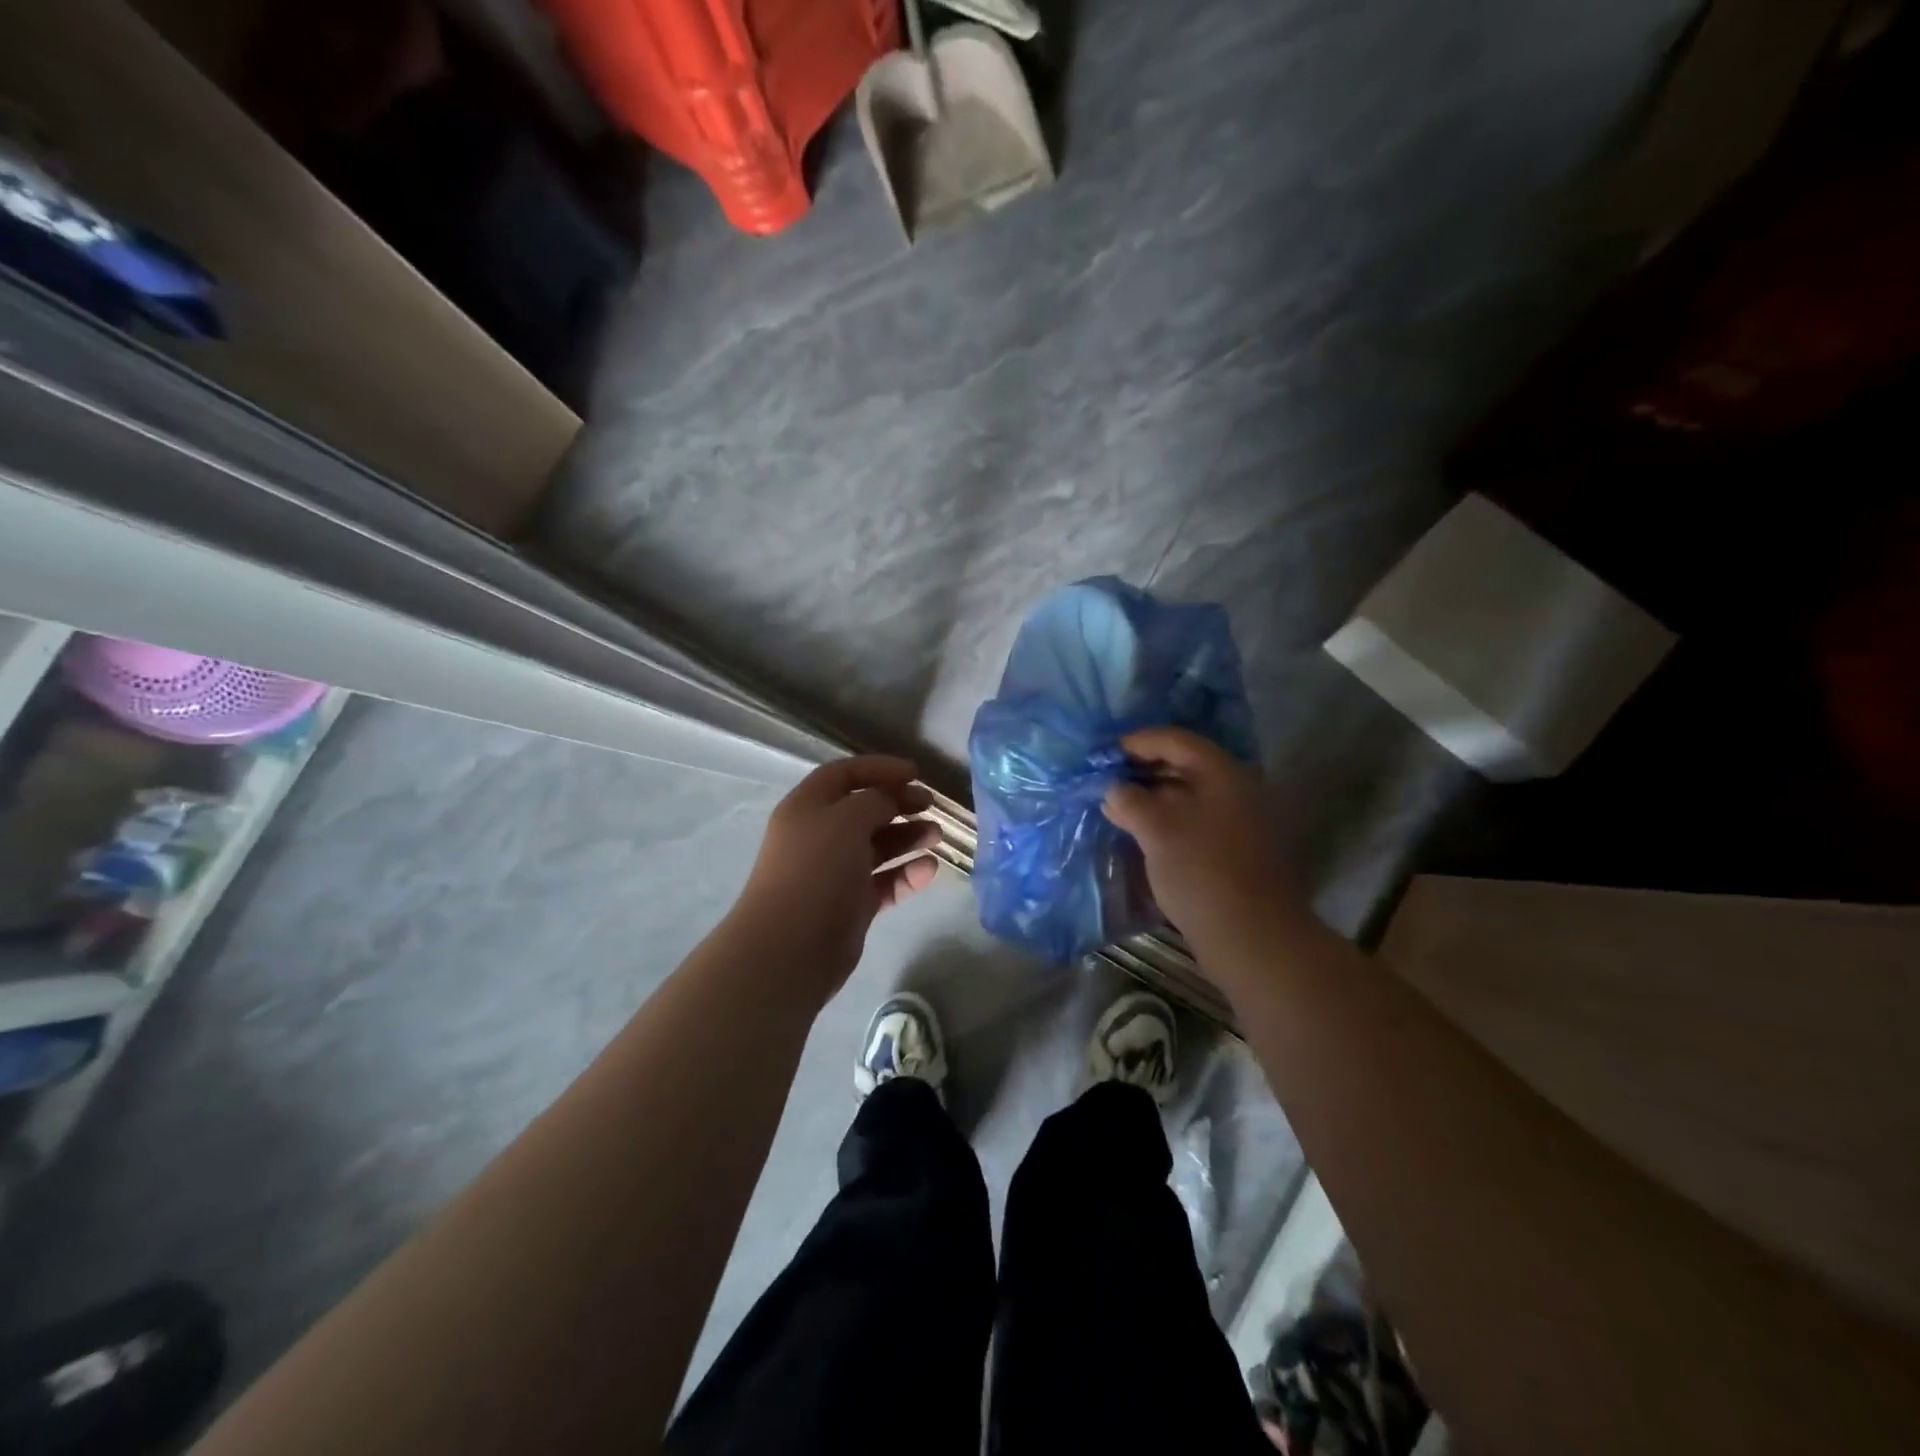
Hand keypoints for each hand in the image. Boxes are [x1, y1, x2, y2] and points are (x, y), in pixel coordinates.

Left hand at [732, 756, 941, 1001]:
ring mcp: (835, 872)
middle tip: (931, 805)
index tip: (915, 773)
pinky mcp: (851, 904)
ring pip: (877, 846)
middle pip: (864, 809)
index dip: (879, 768)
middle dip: (899, 803)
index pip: (845, 774)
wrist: (791, 947)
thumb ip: (875, 799)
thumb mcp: (847, 819)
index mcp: (808, 806)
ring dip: (908, 837)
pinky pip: (884, 881)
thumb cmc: (817, 870)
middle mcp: (819, 835)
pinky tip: (929, 870)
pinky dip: (906, 874)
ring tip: (937, 836)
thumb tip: (890, 800)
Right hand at [1101, 728, 1302, 949]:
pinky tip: (1140, 833)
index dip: (1137, 742)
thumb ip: (1130, 800)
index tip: (1103, 754)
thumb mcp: (1157, 829)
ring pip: (1188, 796)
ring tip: (1116, 808)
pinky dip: (1166, 820)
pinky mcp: (1234, 850)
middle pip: (1183, 765)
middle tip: (1105, 781)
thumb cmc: (1202, 871)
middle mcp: (1236, 789)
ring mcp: (1239, 821)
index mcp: (1223, 773)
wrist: (1252, 936)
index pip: (1175, 740)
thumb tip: (1113, 790)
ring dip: (1151, 798)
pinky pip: (1194, 820)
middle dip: (1141, 771)